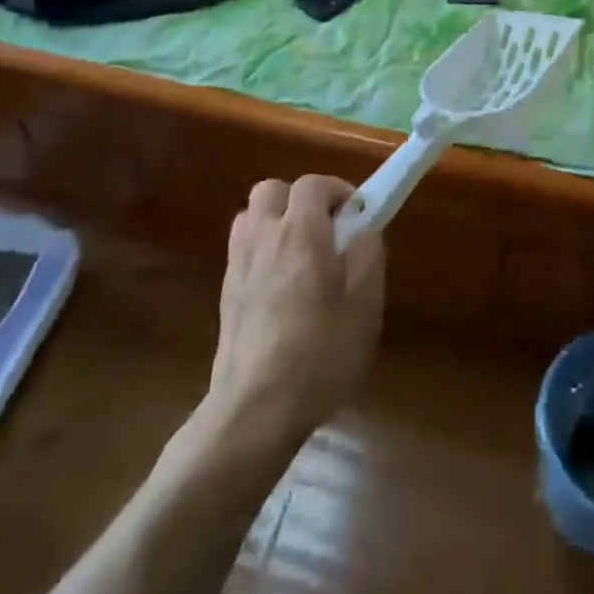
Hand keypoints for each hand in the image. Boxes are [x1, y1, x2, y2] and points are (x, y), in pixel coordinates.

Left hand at [205, 174, 384, 447]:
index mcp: (300, 232)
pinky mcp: (225, 293)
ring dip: (276, 221)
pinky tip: (281, 286)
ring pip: (252, 216)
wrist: (256, 410)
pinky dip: (262, 250)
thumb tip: (362, 228)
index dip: (337, 190)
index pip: (312, 183)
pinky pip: (243, 249)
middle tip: (324, 230)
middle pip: (272, 189)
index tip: (356, 215)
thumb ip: (368, 253)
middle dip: (299, 199)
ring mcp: (238, 264)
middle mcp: (263, 237)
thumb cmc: (320, 352)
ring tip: (301, 254)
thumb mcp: (365, 303)